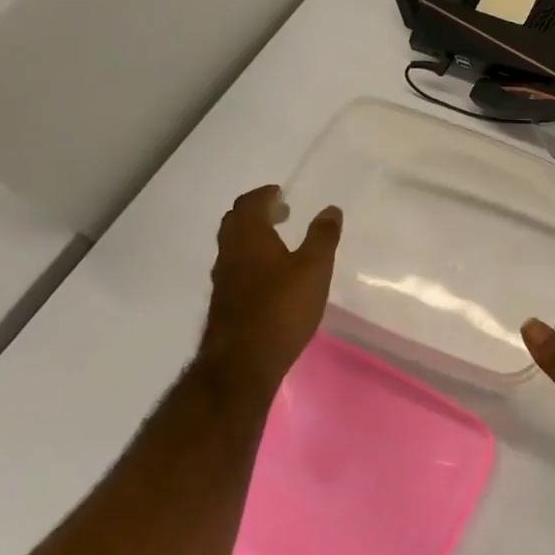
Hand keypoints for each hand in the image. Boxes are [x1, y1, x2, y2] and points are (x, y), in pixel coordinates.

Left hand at [198, 186, 341, 402]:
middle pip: (235, 222)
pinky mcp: (225, 303)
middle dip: (256, 213)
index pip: (249, 204)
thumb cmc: (282, 307)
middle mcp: (230, 253)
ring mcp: (223, 280)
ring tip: (279, 242)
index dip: (264, 194)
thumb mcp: (314, 268)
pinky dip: (251, 260)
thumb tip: (330, 209)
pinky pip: (236, 268)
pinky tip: (271, 277)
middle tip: (280, 212)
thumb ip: (323, 237)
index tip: (280, 192)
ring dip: (253, 237)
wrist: (243, 362)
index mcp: (249, 237)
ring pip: (233, 246)